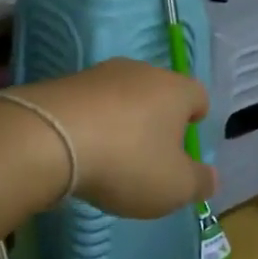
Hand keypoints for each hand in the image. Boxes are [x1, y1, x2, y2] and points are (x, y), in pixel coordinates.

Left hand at [6, 58, 215, 218]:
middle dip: (157, 119)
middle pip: (159, 92)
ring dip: (121, 120)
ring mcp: (98, 74)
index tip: (187, 141)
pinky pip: (88, 105)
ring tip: (112, 156)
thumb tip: (210, 177)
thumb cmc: (127, 162)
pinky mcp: (62, 84)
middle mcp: (141, 72)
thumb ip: (198, 183)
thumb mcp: (174, 187)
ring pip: (122, 96)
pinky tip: (81, 151)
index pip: (198, 95)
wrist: (46, 139)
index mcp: (176, 90)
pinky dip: (90, 124)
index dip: (196, 117)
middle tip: (151, 153)